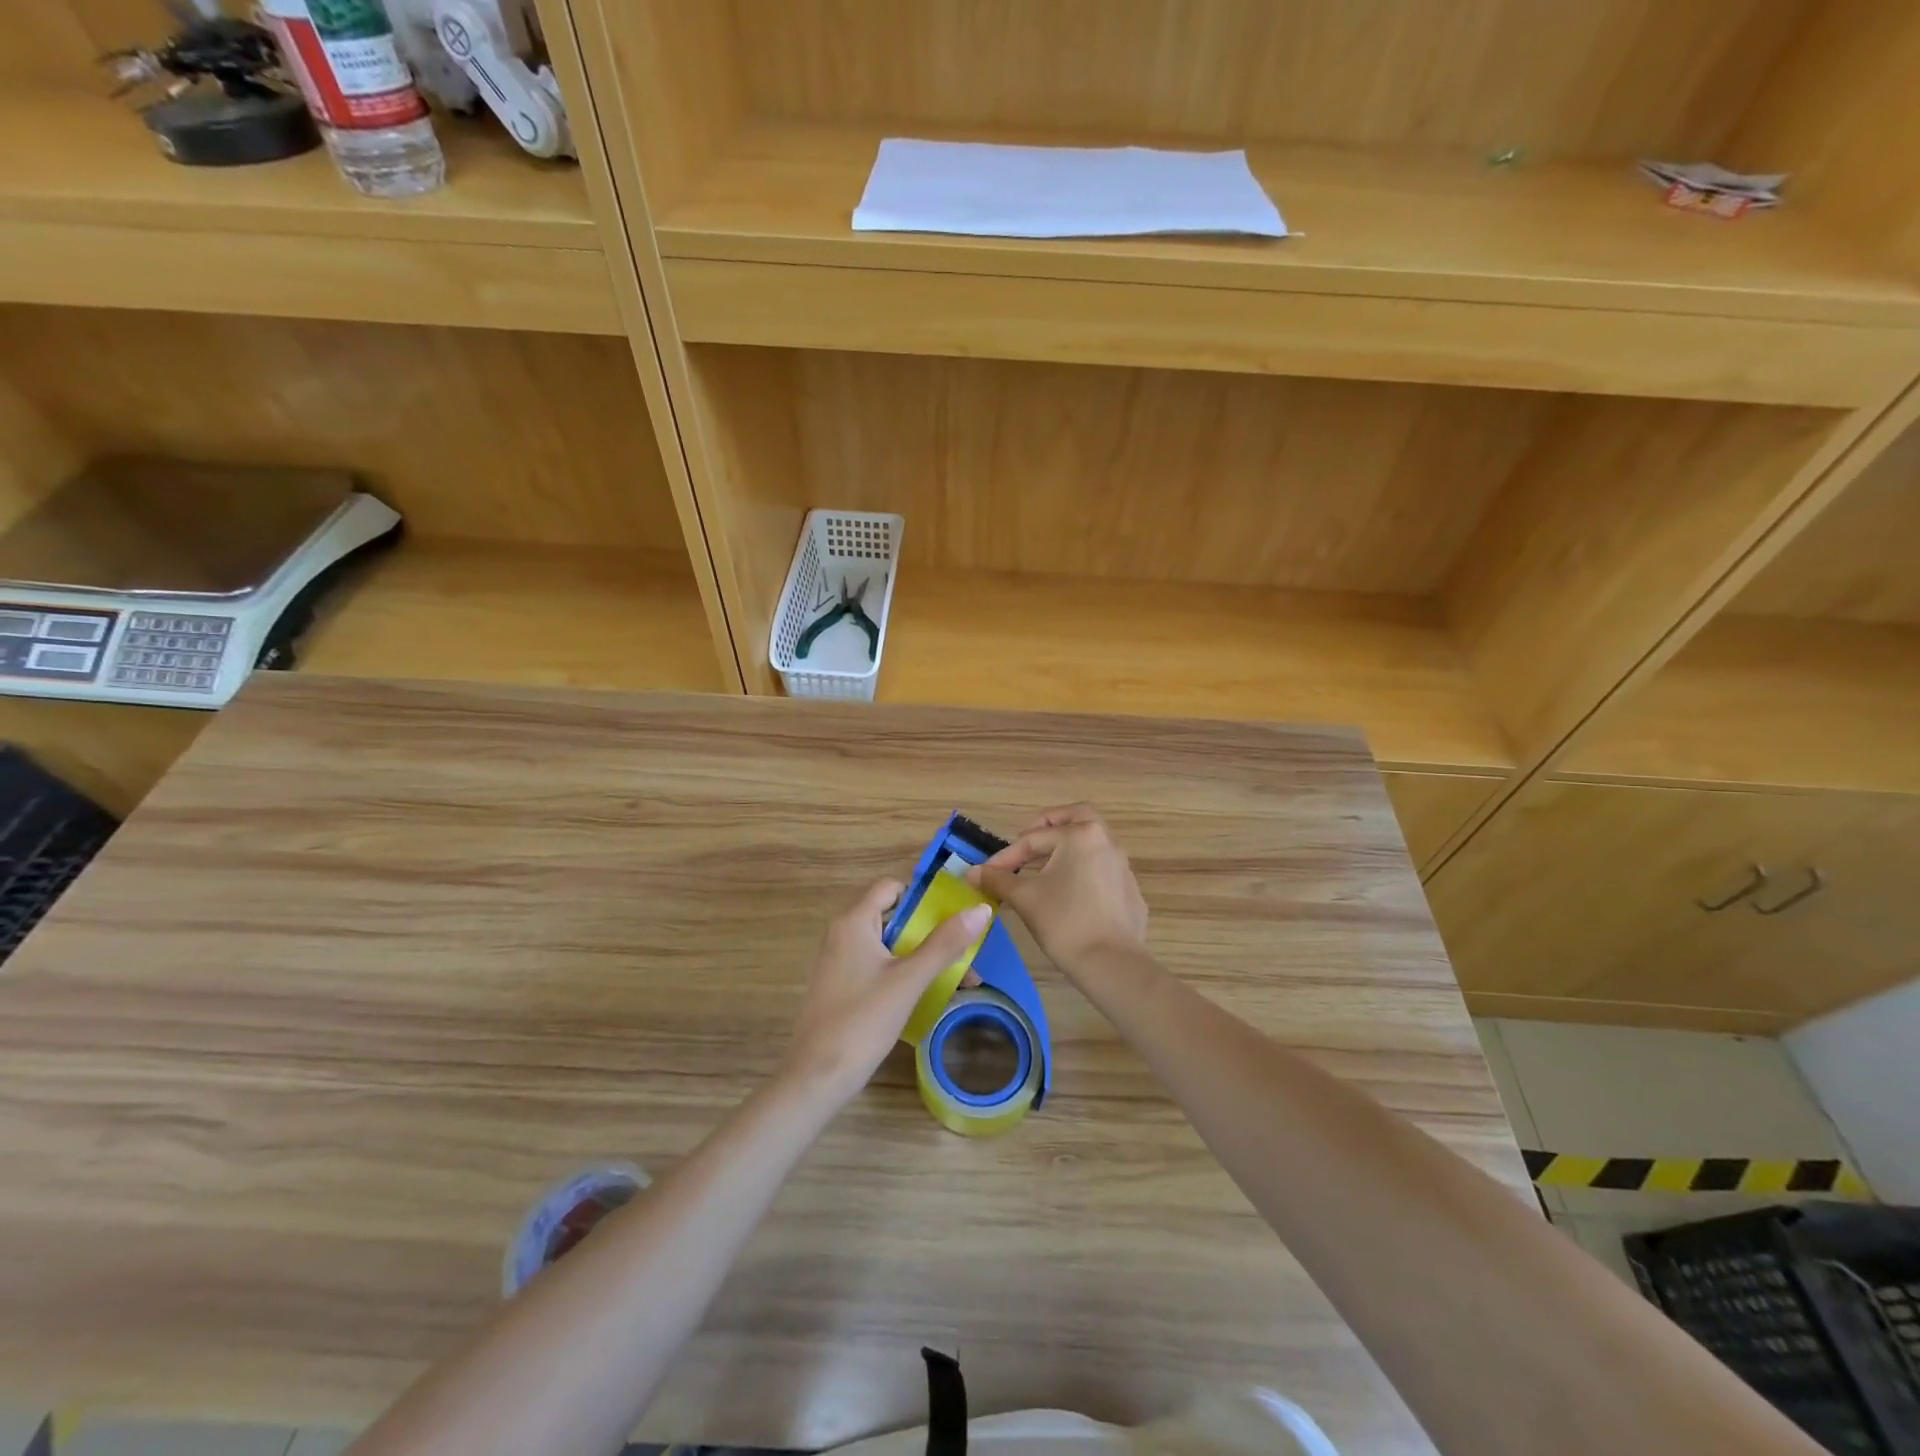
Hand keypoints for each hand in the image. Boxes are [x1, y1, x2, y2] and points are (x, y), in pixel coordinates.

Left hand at [783, 878, 992, 1104]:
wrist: (816, 1078)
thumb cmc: (862, 1021)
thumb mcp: (909, 980)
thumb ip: (944, 943)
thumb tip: (981, 910)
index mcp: (854, 922)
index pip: (892, 887)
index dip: (924, 896)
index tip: (955, 915)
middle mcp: (842, 934)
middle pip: (893, 917)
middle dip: (931, 932)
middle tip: (965, 951)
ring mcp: (839, 962)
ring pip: (888, 945)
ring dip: (921, 956)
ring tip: (957, 978)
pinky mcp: (840, 986)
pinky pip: (878, 967)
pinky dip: (903, 973)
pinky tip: (928, 994)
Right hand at [971, 804, 1147, 973]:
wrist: (1111, 964)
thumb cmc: (1063, 922)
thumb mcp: (1024, 897)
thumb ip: (997, 879)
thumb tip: (972, 873)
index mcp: (1080, 835)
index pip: (1034, 839)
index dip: (1006, 856)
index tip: (986, 874)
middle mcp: (1106, 842)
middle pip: (1076, 818)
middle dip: (1049, 826)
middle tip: (1028, 841)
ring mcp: (1123, 867)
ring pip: (1091, 844)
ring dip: (1066, 849)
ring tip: (1043, 870)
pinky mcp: (1130, 892)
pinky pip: (1102, 870)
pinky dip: (1083, 872)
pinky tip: (1068, 895)